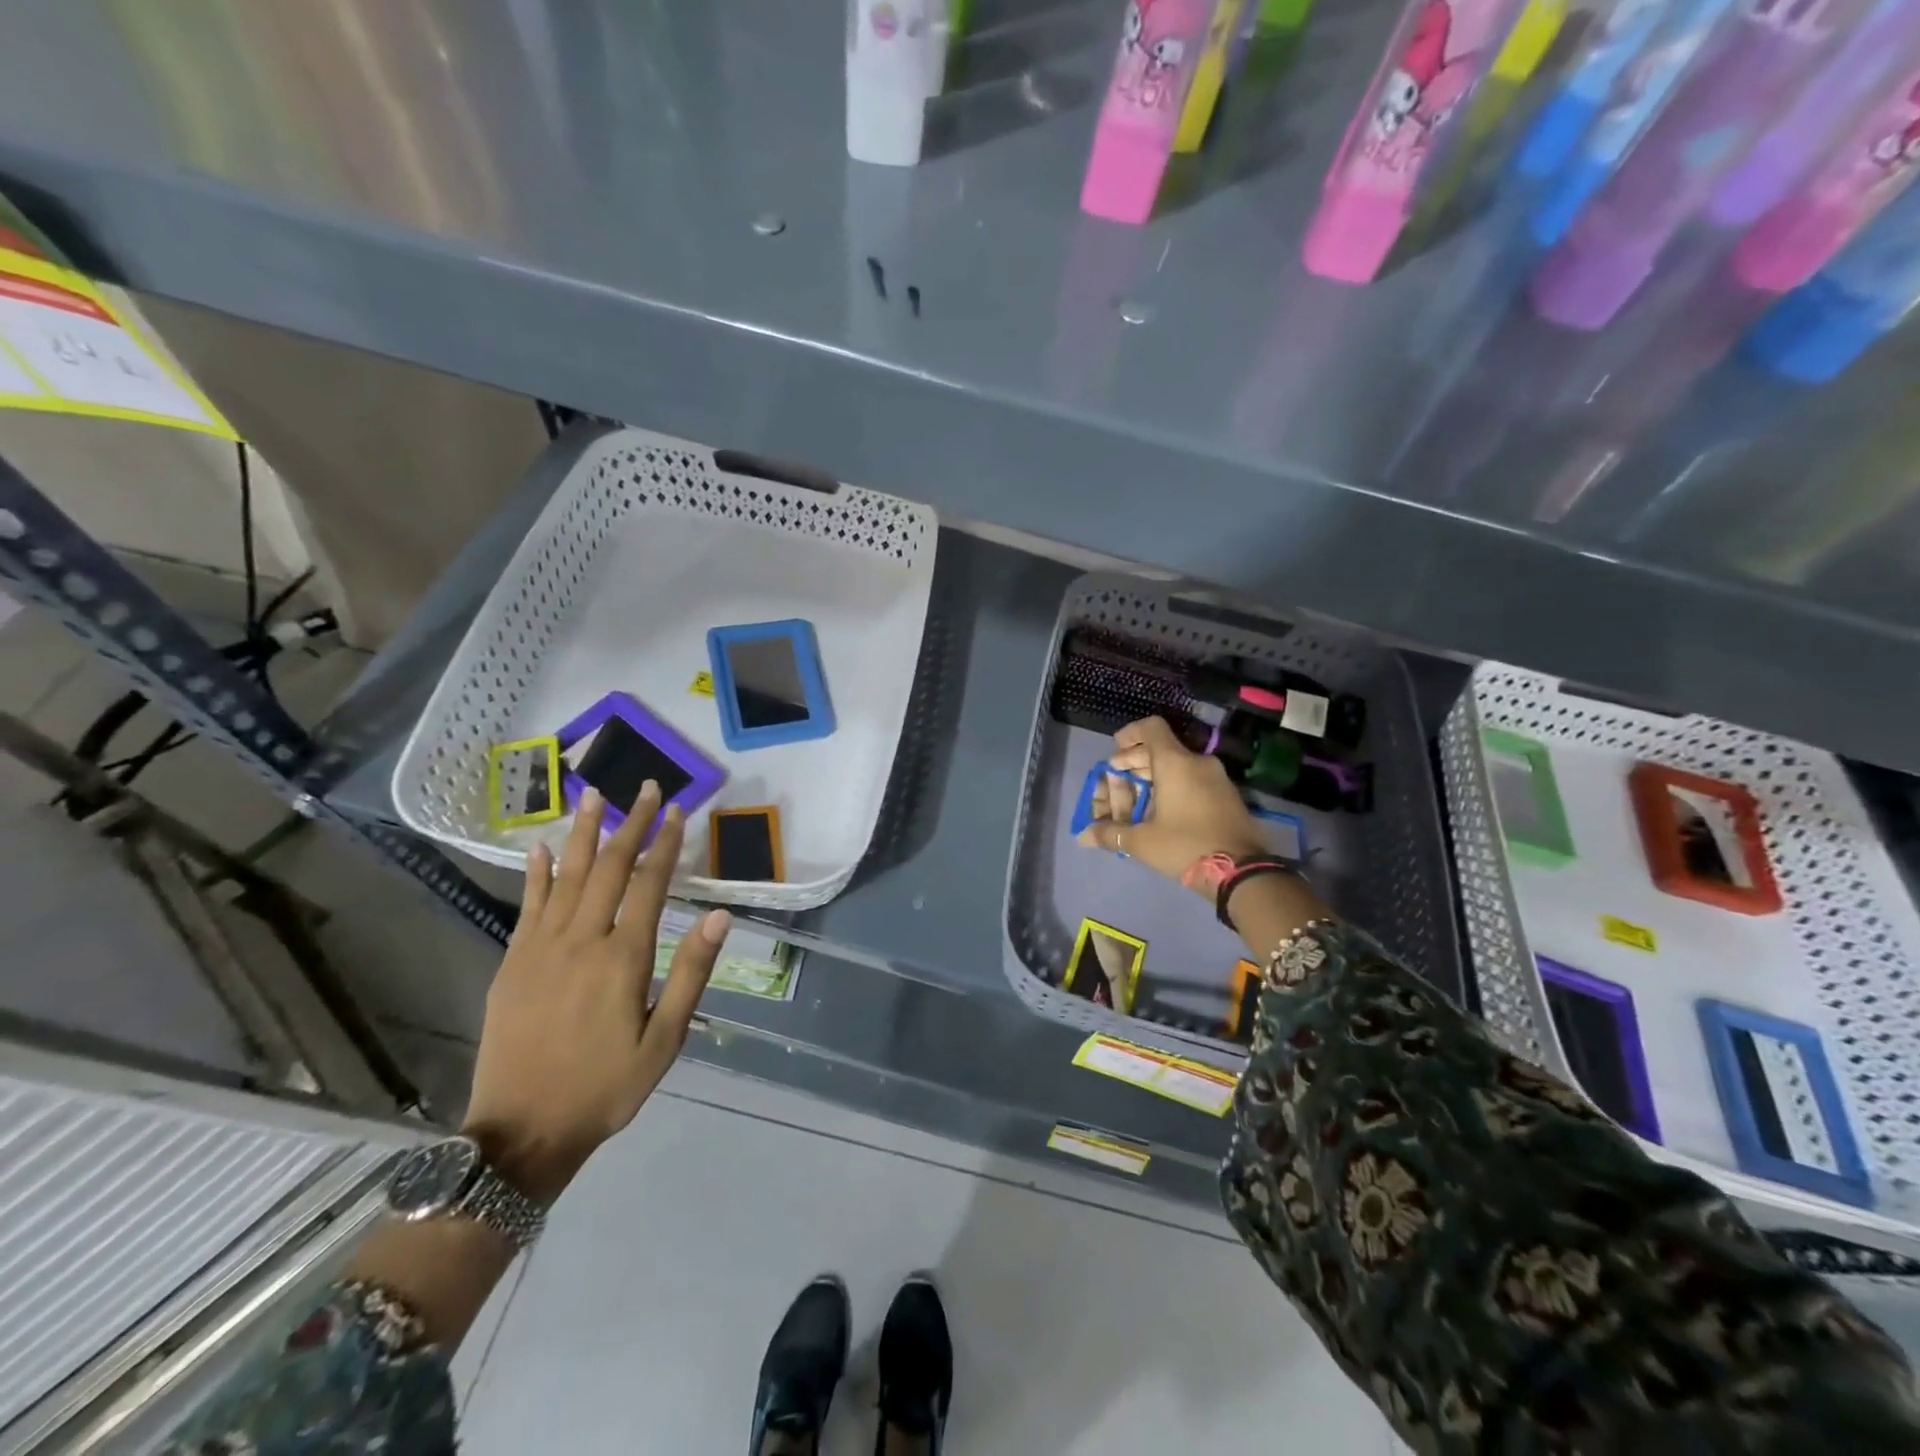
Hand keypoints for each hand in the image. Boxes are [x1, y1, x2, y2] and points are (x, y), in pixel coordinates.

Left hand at [462, 784, 727, 1203]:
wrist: (522, 1133)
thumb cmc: (606, 1087)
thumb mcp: (665, 1040)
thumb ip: (691, 973)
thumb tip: (718, 915)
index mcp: (623, 958)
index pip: (649, 884)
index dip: (664, 844)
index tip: (677, 811)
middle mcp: (581, 941)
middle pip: (608, 868)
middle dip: (630, 824)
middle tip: (645, 788)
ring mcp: (540, 949)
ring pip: (566, 877)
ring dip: (583, 833)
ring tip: (594, 795)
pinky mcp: (513, 963)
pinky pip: (528, 906)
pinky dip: (536, 874)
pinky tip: (541, 848)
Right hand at [1075, 716, 1265, 893]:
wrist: (1242, 871)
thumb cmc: (1185, 846)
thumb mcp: (1142, 842)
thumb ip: (1111, 833)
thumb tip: (1083, 837)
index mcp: (1175, 763)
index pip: (1150, 728)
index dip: (1129, 735)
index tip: (1115, 750)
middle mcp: (1197, 762)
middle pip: (1161, 749)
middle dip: (1135, 762)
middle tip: (1117, 781)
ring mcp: (1216, 778)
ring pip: (1177, 766)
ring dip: (1153, 776)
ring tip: (1136, 800)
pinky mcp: (1227, 796)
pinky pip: (1193, 780)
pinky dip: (1173, 786)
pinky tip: (1160, 810)